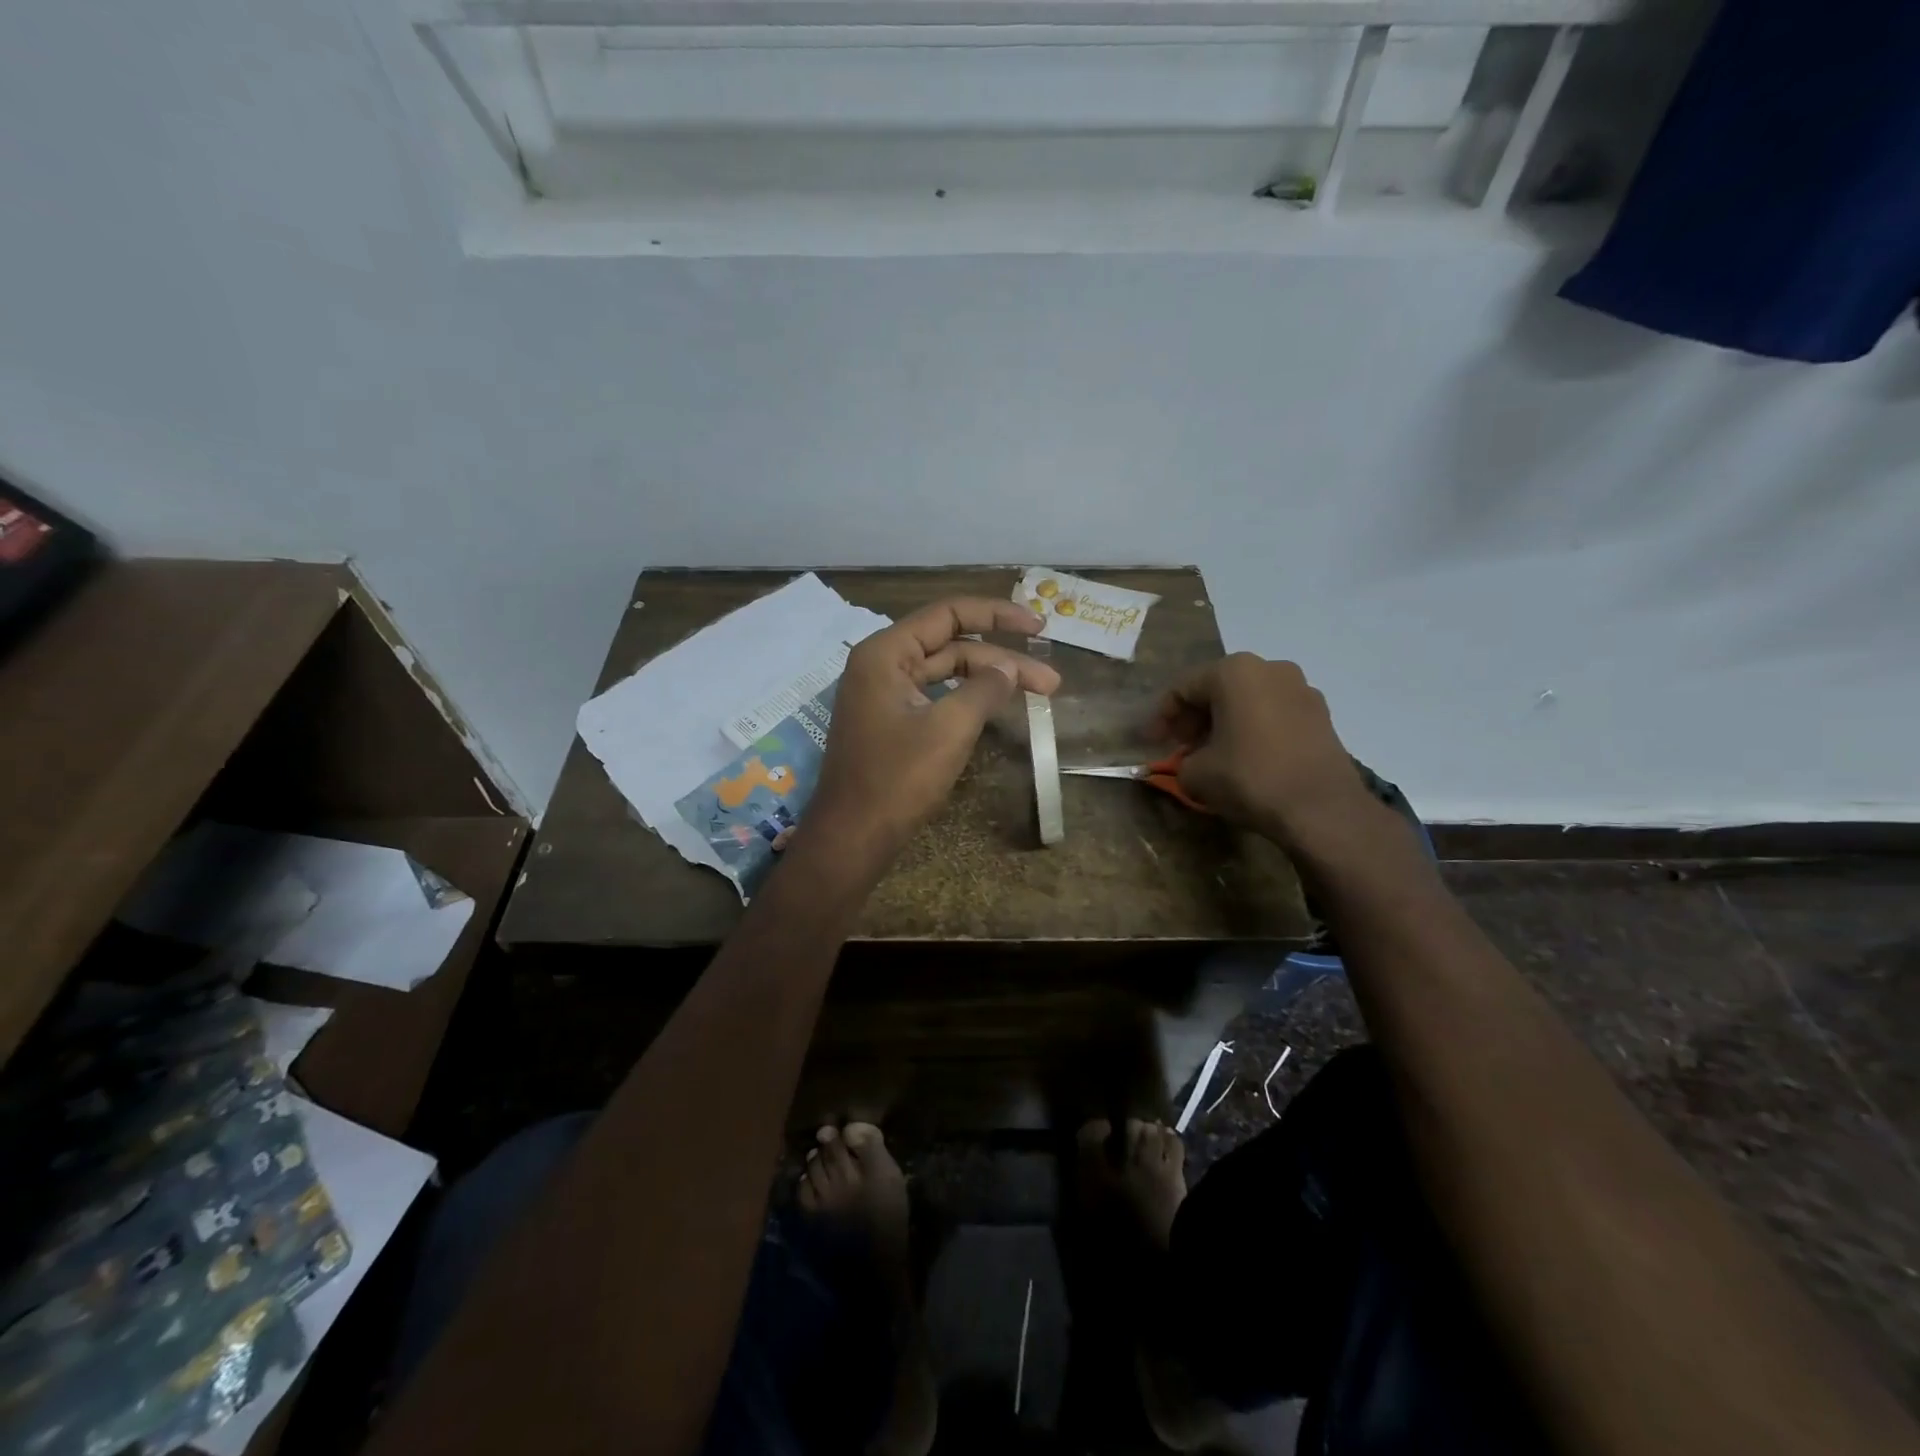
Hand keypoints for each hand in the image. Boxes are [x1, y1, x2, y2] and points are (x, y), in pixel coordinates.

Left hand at [806, 598, 1060, 872]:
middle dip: (1003, 660)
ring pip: (946, 673)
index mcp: (886, 653)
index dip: (998, 615)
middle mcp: (882, 664)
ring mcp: (884, 695)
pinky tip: (998, 708)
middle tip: (1051, 682)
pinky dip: (968, 699)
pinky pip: (936, 697)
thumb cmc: (897, 779)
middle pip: (952, 645)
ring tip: (1039, 694)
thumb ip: (984, 689)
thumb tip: (1009, 669)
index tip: (1039, 627)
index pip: (949, 614)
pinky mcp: (891, 722)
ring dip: (990, 681)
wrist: (853, 837)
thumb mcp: (950, 728)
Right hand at [1154, 653, 1367, 844]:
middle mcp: (1270, 668)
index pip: (1183, 688)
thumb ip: (1182, 761)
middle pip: (1218, 688)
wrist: (1322, 809)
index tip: (1152, 742)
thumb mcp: (1196, 774)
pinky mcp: (1322, 715)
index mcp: (1234, 671)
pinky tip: (1247, 757)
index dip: (1162, 717)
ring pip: (1249, 700)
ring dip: (1226, 722)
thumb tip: (1189, 763)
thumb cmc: (1250, 778)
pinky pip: (1274, 713)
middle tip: (1182, 746)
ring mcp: (1302, 689)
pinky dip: (1254, 729)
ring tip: (1213, 753)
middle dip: (1195, 717)